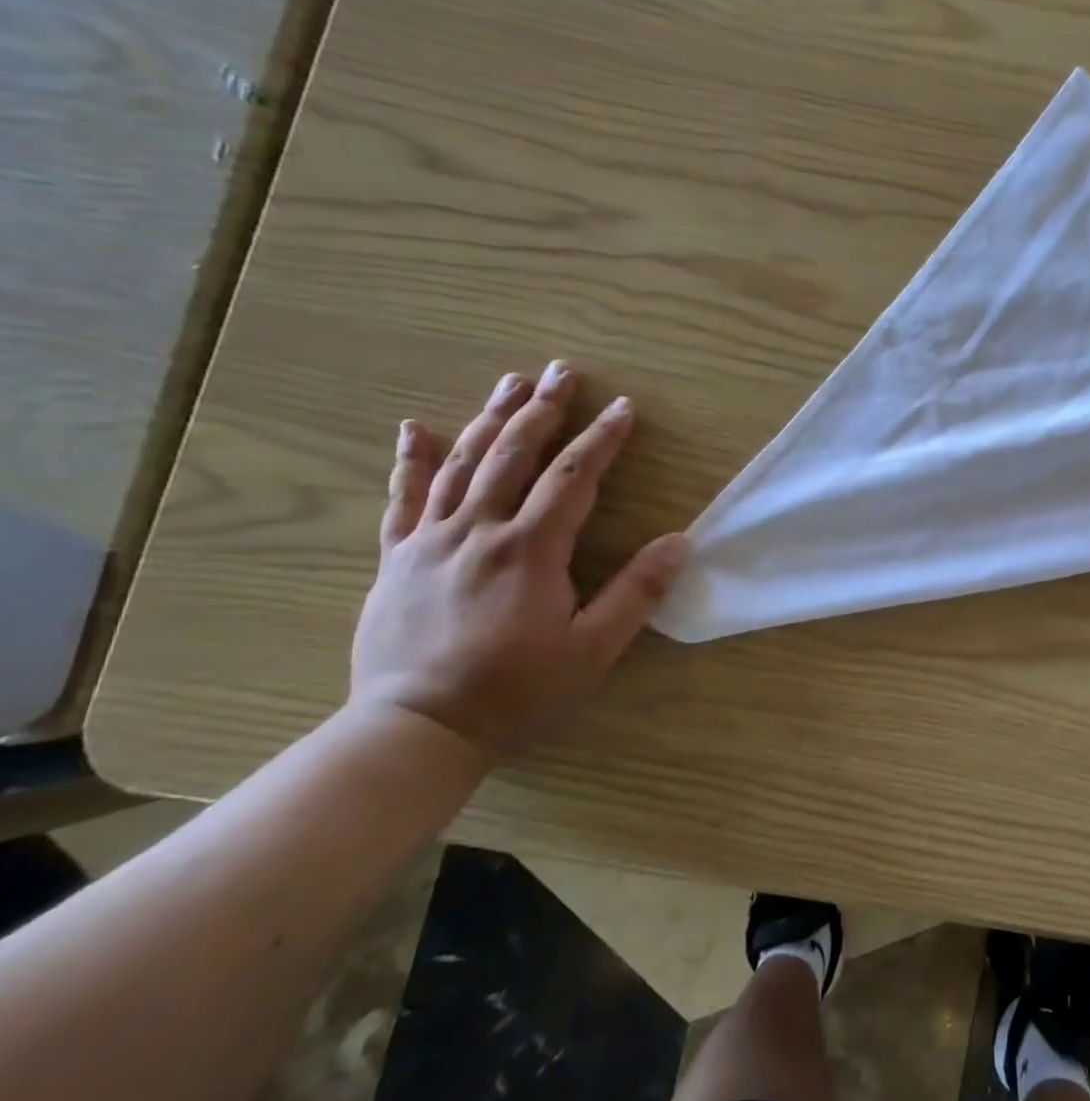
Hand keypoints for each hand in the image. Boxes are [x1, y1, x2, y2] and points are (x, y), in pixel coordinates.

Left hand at [350, 362, 688, 751]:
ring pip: (462, 464)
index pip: (572, 478)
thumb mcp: (592, 650)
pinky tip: (416, 427)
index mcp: (530, 550)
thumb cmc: (516, 690)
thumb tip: (680, 542)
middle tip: (563, 371)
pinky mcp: (397, 559)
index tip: (624, 408)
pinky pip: (403, 499)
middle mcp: (478, 531)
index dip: (601, 439)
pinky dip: (410, 461)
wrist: (415, 729)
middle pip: (514, 455)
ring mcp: (430, 541)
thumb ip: (637, 593)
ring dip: (490, 418)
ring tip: (511, 382)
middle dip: (543, 410)